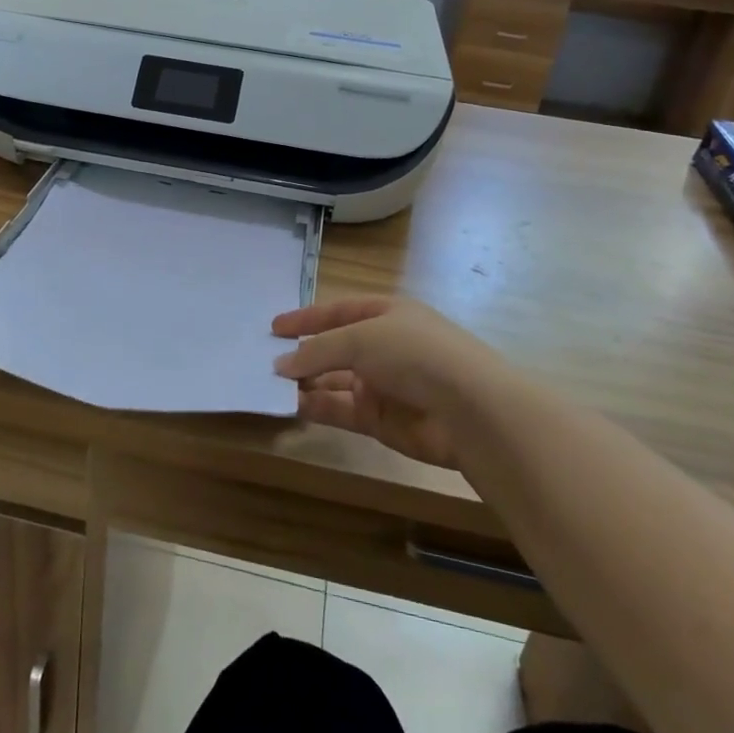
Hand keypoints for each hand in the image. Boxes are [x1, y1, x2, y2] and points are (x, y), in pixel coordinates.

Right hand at [272, 297, 502, 469]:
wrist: (469, 410)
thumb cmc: (415, 354)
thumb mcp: (361, 338)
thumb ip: (317, 350)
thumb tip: (280, 364)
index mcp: (386, 314)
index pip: (338, 312)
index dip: (306, 318)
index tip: (273, 327)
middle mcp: (384, 347)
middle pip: (334, 348)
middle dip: (302, 354)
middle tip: (264, 360)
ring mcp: (382, 384)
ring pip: (334, 381)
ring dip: (305, 382)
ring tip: (270, 384)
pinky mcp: (380, 420)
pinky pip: (340, 410)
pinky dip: (317, 407)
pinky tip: (291, 406)